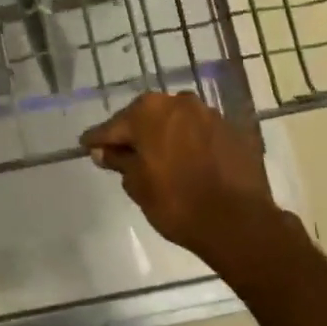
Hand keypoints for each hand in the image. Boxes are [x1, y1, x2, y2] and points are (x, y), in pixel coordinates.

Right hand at [81, 92, 286, 265]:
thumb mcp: (137, 184)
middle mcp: (179, 103)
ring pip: (176, 122)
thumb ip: (119, 161)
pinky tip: (188, 163)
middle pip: (146, 117)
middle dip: (135, 133)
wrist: (238, 223)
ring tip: (158, 158)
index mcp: (149, 111)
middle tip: (123, 154)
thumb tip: (104, 151)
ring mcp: (210, 114)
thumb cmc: (176, 202)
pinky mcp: (234, 131)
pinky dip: (191, 144)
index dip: (99, 140)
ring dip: (165, 136)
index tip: (87, 147)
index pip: (113, 126)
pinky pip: (201, 134)